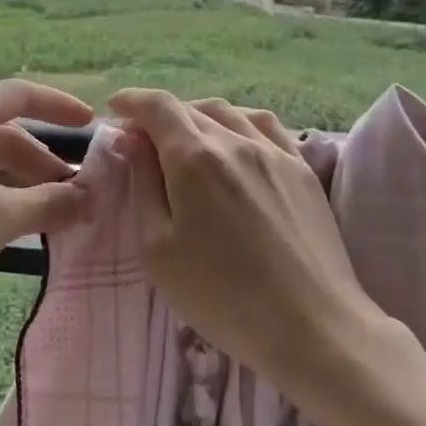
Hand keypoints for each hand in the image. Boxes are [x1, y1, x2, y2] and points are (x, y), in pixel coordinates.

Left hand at [0, 79, 93, 325]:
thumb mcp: (0, 217)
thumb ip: (50, 203)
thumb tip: (90, 198)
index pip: (21, 94)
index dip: (59, 106)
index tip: (89, 122)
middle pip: (3, 131)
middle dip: (41, 161)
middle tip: (75, 194)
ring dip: (17, 180)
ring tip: (46, 213)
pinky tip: (4, 220)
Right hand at [109, 88, 375, 386]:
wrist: (311, 326)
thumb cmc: (221, 295)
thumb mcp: (158, 248)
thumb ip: (143, 185)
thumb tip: (134, 141)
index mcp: (194, 157)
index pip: (158, 106)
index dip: (132, 100)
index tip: (115, 108)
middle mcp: (235, 140)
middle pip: (190, 108)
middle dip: (159, 115)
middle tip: (143, 139)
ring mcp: (275, 151)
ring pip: (229, 112)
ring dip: (198, 115)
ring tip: (186, 138)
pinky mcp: (303, 169)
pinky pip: (265, 125)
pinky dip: (239, 121)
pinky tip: (236, 141)